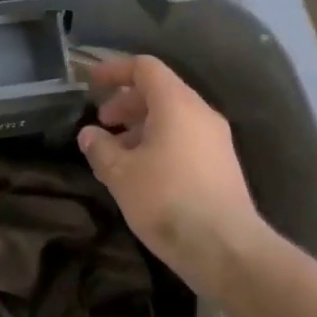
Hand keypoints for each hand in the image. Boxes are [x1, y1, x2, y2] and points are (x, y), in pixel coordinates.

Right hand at [77, 55, 268, 294]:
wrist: (227, 248)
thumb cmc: (168, 200)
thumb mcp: (122, 175)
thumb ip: (101, 149)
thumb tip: (89, 134)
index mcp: (177, 103)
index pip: (145, 68)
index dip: (115, 70)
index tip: (91, 82)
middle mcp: (200, 112)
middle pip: (160, 91)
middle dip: (126, 102)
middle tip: (102, 122)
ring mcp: (216, 138)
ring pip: (173, 117)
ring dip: (142, 126)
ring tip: (117, 153)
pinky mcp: (222, 164)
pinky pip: (185, 138)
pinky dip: (160, 142)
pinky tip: (143, 172)